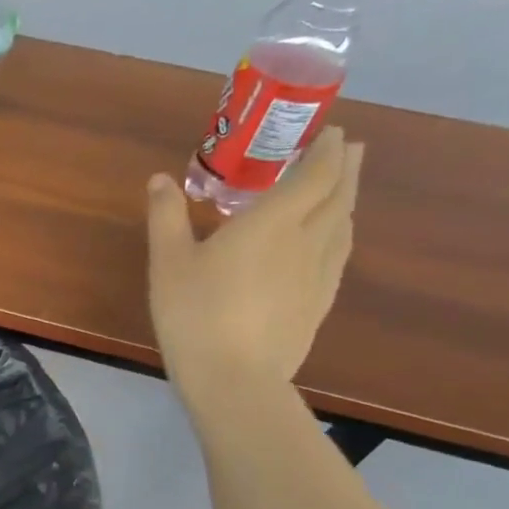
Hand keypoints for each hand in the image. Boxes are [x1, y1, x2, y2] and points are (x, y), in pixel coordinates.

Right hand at [146, 127, 362, 415]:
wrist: (234, 376)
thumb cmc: (194, 312)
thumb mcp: (168, 261)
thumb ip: (166, 216)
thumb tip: (160, 178)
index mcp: (271, 222)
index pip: (314, 175)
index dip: (327, 150)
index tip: (332, 132)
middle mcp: (306, 240)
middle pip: (338, 195)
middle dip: (346, 167)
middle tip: (348, 148)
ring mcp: (318, 273)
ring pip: (344, 225)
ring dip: (347, 198)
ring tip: (344, 187)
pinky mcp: (320, 302)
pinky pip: (339, 254)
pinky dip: (340, 233)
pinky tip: (332, 241)